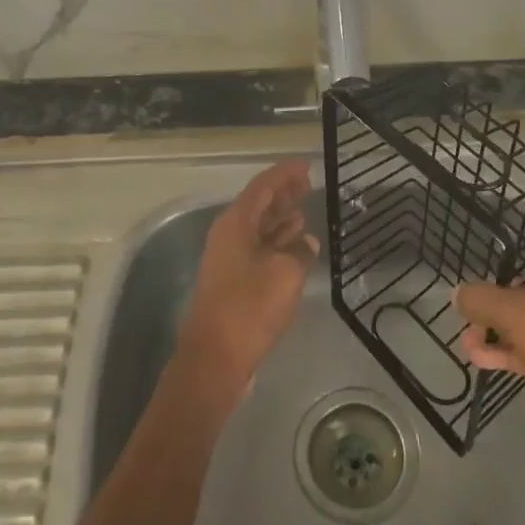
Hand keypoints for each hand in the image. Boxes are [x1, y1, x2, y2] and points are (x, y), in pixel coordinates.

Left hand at [179, 160, 317, 388]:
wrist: (215, 358)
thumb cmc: (249, 308)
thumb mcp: (285, 274)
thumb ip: (300, 251)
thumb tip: (306, 242)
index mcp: (236, 223)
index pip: (262, 186)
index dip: (285, 174)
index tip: (307, 166)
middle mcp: (228, 235)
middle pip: (258, 204)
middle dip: (283, 194)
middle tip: (309, 186)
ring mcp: (229, 259)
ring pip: (258, 228)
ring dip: (281, 219)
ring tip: (305, 211)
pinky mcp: (234, 281)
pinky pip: (258, 249)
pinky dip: (277, 243)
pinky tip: (297, 247)